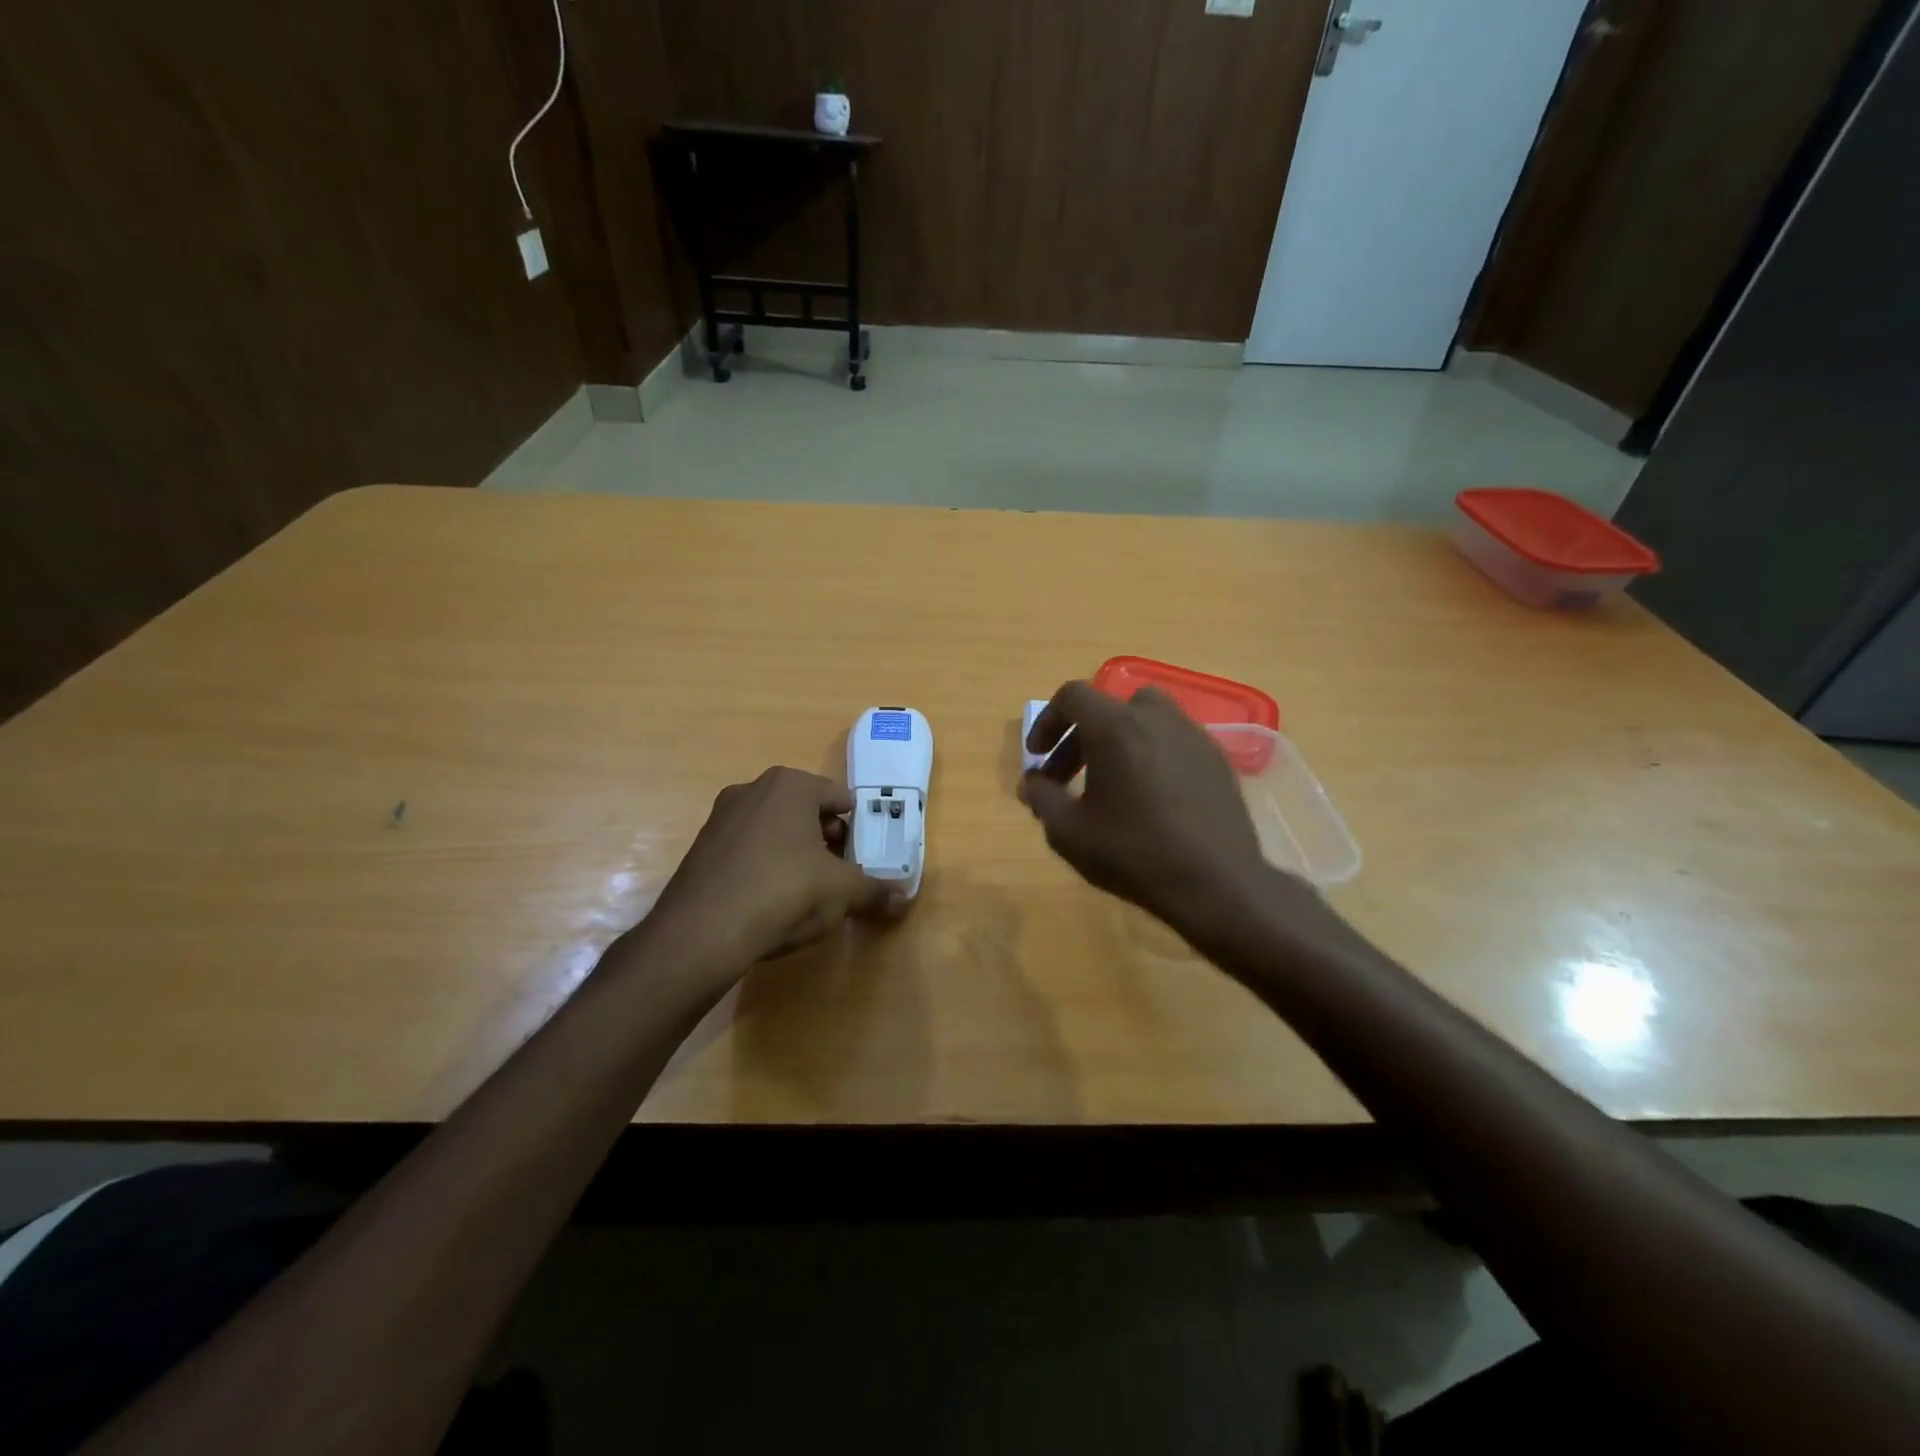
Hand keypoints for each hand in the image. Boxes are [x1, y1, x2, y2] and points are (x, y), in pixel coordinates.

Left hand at [645, 767, 894, 968]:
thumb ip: (874, 890)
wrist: (701, 932)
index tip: (862, 854)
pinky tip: (769, 900)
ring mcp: (721, 817)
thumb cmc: (784, 892)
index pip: (837, 797)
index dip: (855, 826)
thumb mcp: (842, 892)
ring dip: (794, 852)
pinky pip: (746, 849)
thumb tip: (904, 898)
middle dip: (825, 838)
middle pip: (804, 810)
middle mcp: (752, 789)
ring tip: (807, 890)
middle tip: (839, 872)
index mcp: (790, 785)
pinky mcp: (700, 848)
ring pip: (773, 829)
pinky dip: (763, 866)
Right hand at [1019, 682, 1298, 942]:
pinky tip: (1149, 797)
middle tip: (1065, 778)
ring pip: (1144, 719)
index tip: (1038, 756)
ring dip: (1117, 741)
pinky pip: (1173, 740)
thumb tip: (1032, 782)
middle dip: (1078, 737)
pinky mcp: (1216, 758)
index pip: (1072, 696)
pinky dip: (1150, 754)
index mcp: (1115, 726)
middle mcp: (1155, 717)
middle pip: (1107, 707)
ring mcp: (1192, 734)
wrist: (1217, 883)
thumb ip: (1041, 797)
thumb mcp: (1069, 832)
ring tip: (1109, 783)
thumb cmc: (1134, 853)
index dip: (1047, 721)